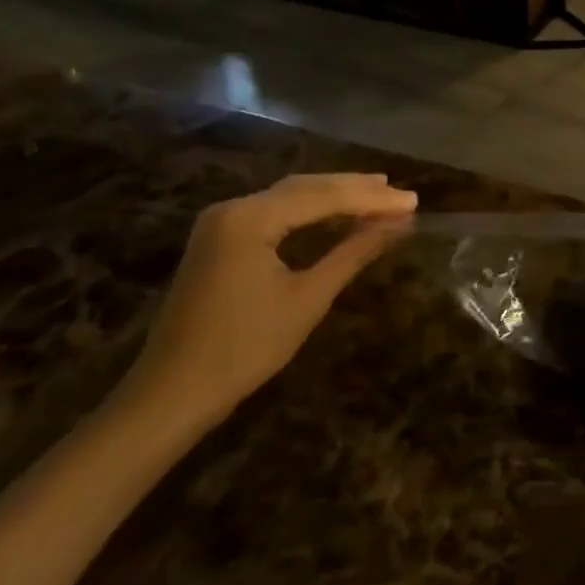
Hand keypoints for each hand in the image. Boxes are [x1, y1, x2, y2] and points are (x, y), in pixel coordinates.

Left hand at [119, 172, 415, 431]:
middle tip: (402, 195)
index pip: (323, 197)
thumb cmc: (243, 349)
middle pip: (305, 188)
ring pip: (289, 198)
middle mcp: (232, 208)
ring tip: (378, 196)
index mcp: (249, 217)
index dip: (372, 199)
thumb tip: (398, 224)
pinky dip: (309, 213)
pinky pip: (273, 214)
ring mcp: (221, 223)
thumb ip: (353, 253)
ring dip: (334, 197)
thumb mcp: (307, 299)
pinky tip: (335, 216)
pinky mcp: (219, 240)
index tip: (413, 202)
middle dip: (355, 190)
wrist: (171, 396)